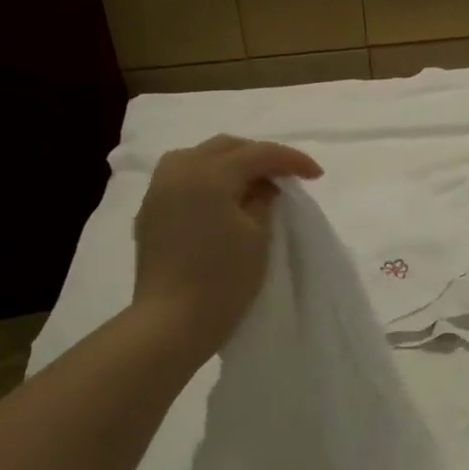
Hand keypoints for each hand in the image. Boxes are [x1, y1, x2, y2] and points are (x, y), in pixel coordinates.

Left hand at [131, 135, 322, 339]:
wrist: (172, 322)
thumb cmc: (223, 279)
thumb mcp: (258, 235)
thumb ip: (264, 200)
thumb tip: (263, 186)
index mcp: (209, 174)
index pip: (258, 154)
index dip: (292, 160)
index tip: (317, 175)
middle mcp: (179, 171)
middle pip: (226, 147)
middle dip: (260, 156)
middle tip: (287, 175)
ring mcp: (159, 190)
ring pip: (199, 157)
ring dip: (231, 163)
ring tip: (254, 182)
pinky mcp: (151, 212)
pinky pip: (183, 177)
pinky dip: (209, 177)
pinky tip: (224, 198)